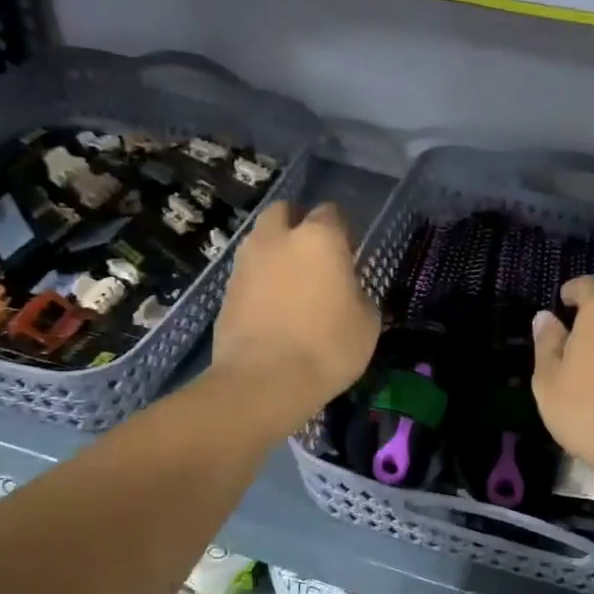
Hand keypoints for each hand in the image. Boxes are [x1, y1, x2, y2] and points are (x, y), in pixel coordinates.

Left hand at [212, 202, 380, 438]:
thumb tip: (346, 289)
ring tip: (291, 285)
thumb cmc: (327, 347)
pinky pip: (248, 273)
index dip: (341, 231)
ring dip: (275, 252)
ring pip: (261, 241)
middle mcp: (277, 239)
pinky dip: (260, 282)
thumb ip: (357, 293)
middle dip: (298, 225)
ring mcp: (245, 263)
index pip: (331, 212)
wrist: (263, 382)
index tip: (349, 255)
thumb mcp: (367, 322)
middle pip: (285, 213)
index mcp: (318, 238)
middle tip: (313, 258)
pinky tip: (272, 309)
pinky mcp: (225, 291)